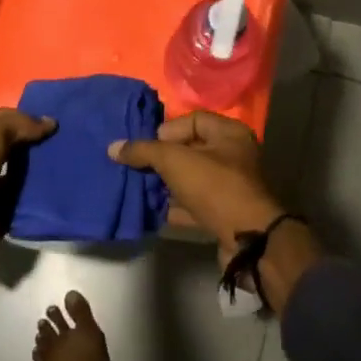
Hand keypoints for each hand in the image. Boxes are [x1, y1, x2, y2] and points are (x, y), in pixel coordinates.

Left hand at [0, 108, 55, 295]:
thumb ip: (17, 124)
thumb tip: (49, 123)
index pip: (4, 116)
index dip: (29, 115)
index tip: (61, 115)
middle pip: (15, 142)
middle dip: (40, 139)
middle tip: (73, 136)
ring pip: (24, 170)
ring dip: (44, 166)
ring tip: (75, 159)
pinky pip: (26, 199)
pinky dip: (42, 194)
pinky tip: (66, 186)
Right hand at [108, 110, 282, 254]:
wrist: (247, 241)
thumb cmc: (214, 187)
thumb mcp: (175, 161)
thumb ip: (144, 151)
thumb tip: (113, 147)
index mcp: (230, 133)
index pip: (194, 119)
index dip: (168, 130)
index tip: (148, 146)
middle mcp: (234, 156)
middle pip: (191, 150)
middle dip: (163, 158)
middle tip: (138, 166)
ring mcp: (231, 187)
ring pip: (191, 179)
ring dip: (167, 184)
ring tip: (140, 187)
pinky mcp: (225, 214)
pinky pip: (195, 204)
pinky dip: (175, 206)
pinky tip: (153, 211)